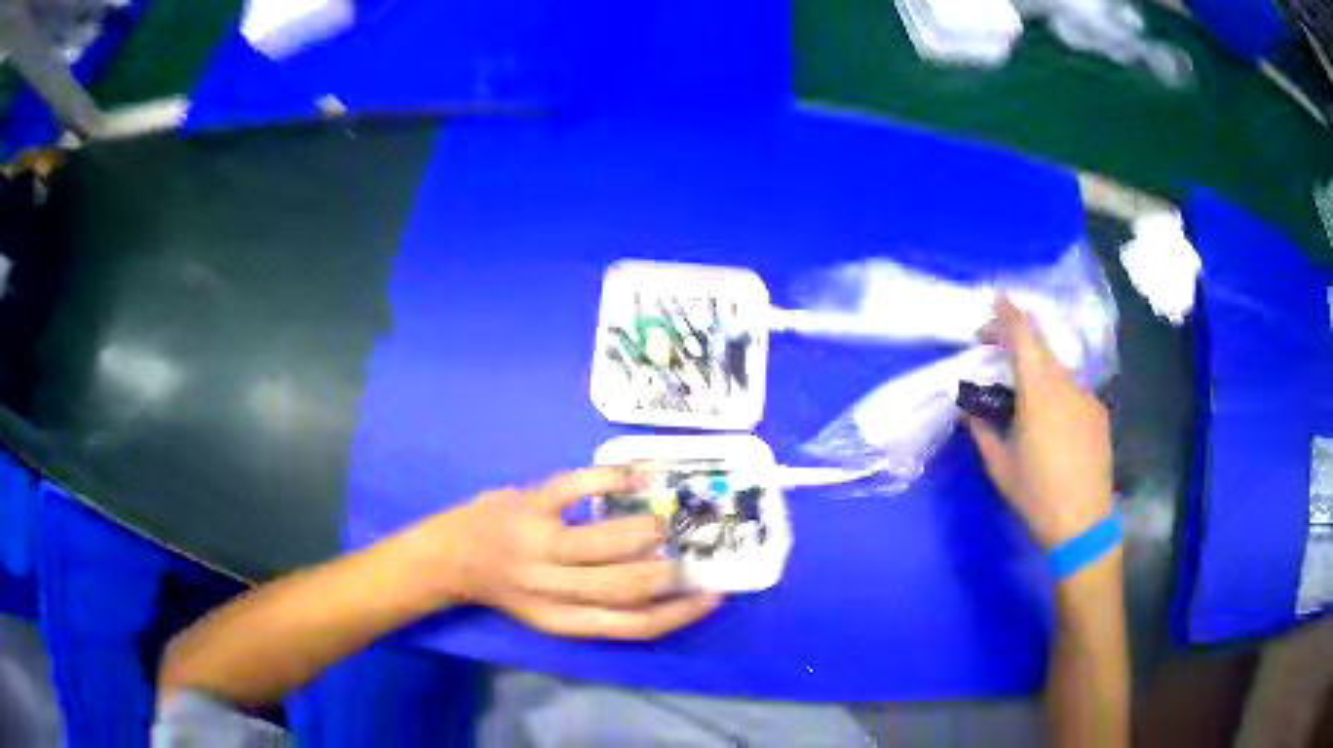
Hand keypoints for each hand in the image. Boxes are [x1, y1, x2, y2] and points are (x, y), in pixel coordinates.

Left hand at [403, 467, 721, 639]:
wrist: (448, 557)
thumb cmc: (505, 587)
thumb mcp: (548, 611)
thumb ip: (596, 603)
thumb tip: (656, 582)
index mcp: (562, 620)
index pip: (633, 625)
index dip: (679, 614)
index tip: (711, 596)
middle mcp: (553, 588)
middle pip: (628, 585)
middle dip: (668, 570)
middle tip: (683, 554)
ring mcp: (539, 544)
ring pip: (611, 540)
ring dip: (646, 528)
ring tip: (658, 521)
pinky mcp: (529, 505)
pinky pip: (579, 487)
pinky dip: (614, 477)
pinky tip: (636, 475)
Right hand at [965, 297, 1113, 549]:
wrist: (1084, 522)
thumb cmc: (1036, 494)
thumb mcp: (1001, 466)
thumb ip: (982, 431)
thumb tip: (968, 409)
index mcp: (1038, 391)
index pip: (1023, 336)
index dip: (1008, 313)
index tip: (997, 297)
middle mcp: (1066, 384)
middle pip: (1041, 347)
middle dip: (1018, 340)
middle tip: (997, 350)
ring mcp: (1086, 397)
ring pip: (1057, 371)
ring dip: (1038, 372)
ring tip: (1024, 400)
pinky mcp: (1098, 413)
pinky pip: (1073, 391)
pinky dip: (1057, 393)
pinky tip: (1051, 424)